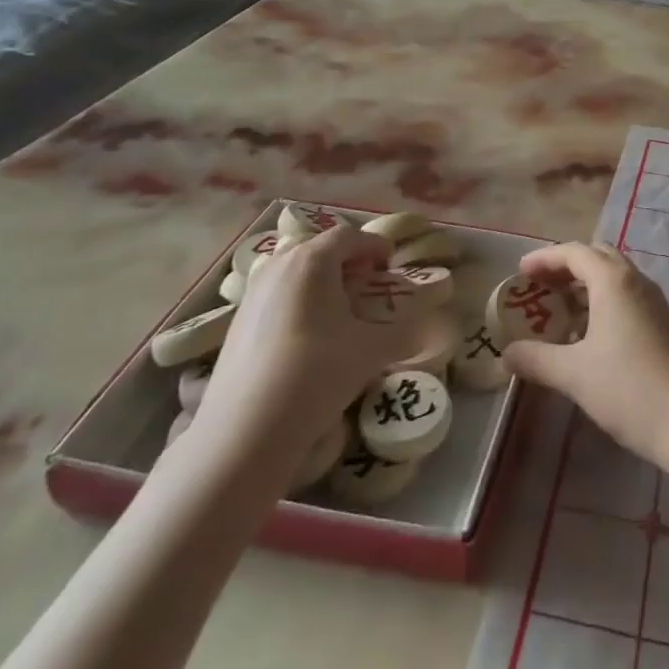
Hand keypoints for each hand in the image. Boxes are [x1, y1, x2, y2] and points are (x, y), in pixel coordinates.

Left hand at [193, 226, 414, 463]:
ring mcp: (252, 294)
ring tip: (339, 311)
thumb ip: (406, 332)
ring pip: (294, 271)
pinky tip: (308, 336)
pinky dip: (298, 301)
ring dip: (321, 281)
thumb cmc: (316, 373)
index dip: (375, 246)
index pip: (350, 236)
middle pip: (318, 248)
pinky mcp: (235, 323)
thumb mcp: (371, 351)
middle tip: (367, 284)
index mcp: (312, 260)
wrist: (244, 431)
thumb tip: (433, 327)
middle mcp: (279, 266)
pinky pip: (276, 295)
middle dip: (346, 260)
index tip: (391, 265)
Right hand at [500, 242, 668, 465]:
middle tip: (539, 286)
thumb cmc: (629, 389)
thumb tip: (505, 353)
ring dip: (585, 285)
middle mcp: (636, 281)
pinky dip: (603, 303)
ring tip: (558, 311)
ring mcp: (655, 302)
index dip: (544, 257)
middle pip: (597, 257)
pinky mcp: (664, 324)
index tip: (520, 271)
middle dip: (566, 266)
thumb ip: (536, 359)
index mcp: (613, 281)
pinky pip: (627, 297)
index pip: (574, 252)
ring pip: (614, 278)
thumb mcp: (574, 375)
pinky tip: (589, 336)